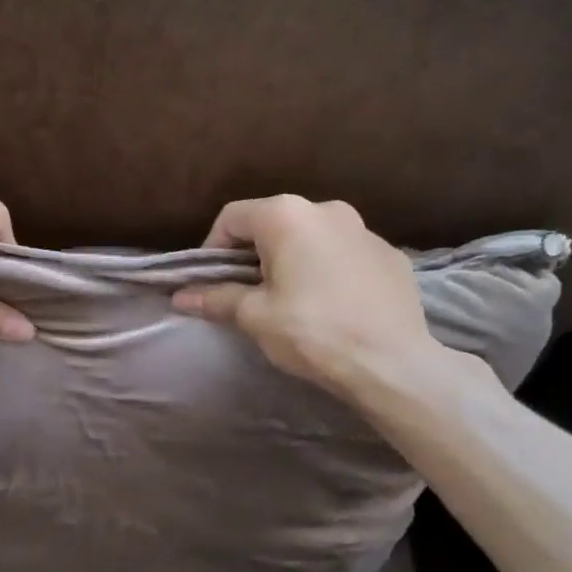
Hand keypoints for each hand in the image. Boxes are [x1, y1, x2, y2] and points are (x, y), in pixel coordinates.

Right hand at [172, 196, 445, 401]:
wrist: (392, 363)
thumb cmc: (312, 331)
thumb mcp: (255, 316)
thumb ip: (216, 298)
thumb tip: (180, 297)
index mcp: (287, 216)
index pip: (232, 217)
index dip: (212, 248)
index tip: (210, 281)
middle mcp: (327, 209)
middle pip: (274, 222)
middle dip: (253, 253)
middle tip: (246, 291)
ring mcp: (365, 229)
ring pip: (312, 237)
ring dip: (292, 259)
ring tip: (289, 299)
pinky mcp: (391, 254)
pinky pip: (345, 254)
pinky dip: (328, 270)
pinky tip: (330, 305)